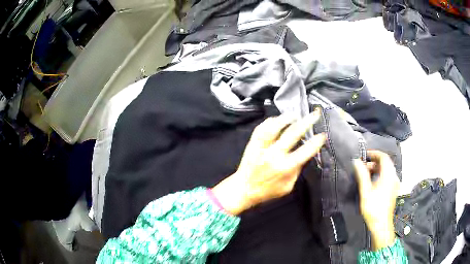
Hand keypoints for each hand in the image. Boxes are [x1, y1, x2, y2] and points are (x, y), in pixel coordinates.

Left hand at [212, 109, 325, 214]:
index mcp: (285, 167)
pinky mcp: (253, 144)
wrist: (244, 189)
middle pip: (293, 133)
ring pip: (274, 127)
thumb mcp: (288, 186)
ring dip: (286, 118)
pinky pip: (261, 128)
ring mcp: (262, 147)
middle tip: (314, 114)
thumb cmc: (268, 191)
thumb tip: (304, 156)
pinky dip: (270, 121)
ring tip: (295, 114)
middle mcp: (274, 154)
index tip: (323, 134)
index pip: (305, 151)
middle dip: (306, 122)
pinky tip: (277, 119)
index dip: (316, 142)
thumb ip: (297, 170)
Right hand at [353, 151, 399, 250]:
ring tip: (366, 173)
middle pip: (386, 163)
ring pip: (387, 170)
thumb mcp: (366, 192)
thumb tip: (356, 162)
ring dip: (377, 168)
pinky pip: (388, 176)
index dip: (374, 153)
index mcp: (388, 175)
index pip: (384, 157)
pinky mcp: (393, 189)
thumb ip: (362, 175)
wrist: (381, 224)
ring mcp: (394, 183)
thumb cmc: (374, 208)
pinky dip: (380, 174)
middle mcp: (393, 177)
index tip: (365, 155)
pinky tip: (373, 182)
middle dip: (374, 161)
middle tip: (363, 166)